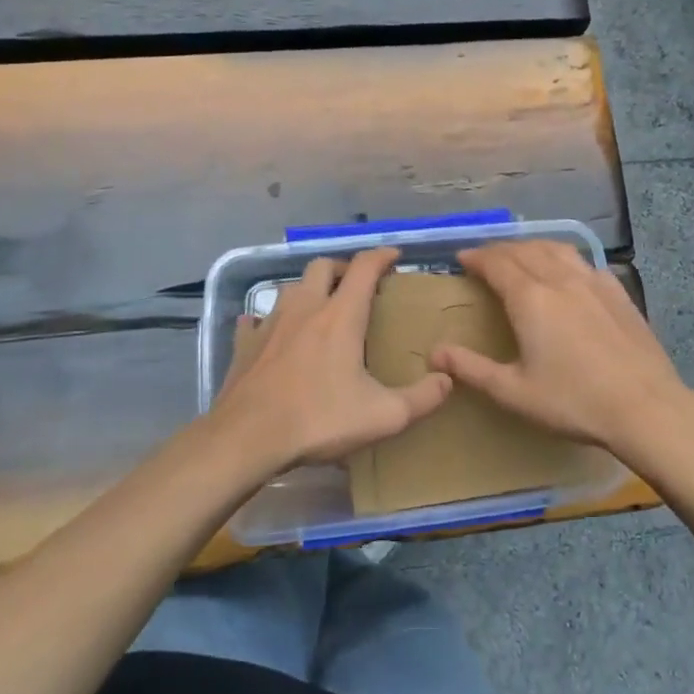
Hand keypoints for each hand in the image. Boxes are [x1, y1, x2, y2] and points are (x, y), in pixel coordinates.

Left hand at [212, 247, 452, 471]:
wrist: (248, 438)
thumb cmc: (319, 419)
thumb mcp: (383, 416)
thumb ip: (422, 398)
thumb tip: (447, 379)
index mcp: (341, 316)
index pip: (364, 268)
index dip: (382, 256)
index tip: (394, 256)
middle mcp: (305, 308)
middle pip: (323, 266)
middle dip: (343, 267)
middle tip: (357, 284)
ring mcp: (270, 323)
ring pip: (291, 288)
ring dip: (309, 289)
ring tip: (320, 308)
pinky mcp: (245, 344)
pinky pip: (256, 320)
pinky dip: (268, 320)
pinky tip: (272, 333)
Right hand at [428, 241, 693, 458]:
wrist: (646, 408)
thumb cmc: (574, 401)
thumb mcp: (514, 392)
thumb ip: (472, 369)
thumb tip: (435, 353)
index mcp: (530, 299)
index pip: (496, 263)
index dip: (476, 257)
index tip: (461, 258)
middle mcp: (559, 279)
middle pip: (524, 250)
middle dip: (499, 249)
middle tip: (484, 257)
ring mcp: (593, 282)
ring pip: (555, 249)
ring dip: (531, 246)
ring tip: (520, 254)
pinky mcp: (618, 292)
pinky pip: (583, 261)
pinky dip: (563, 257)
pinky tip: (566, 271)